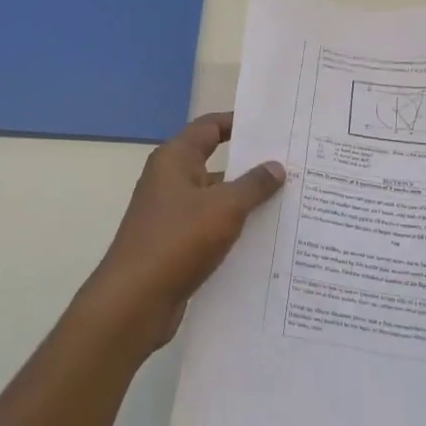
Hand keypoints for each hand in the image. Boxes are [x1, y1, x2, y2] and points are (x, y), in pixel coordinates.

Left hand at [82, 113, 285, 351]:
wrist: (134, 302)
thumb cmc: (177, 241)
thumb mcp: (224, 208)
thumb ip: (253, 185)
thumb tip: (276, 166)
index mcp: (175, 159)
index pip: (210, 127)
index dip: (239, 123)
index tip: (272, 127)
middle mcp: (170, 180)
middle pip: (215, 163)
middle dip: (250, 167)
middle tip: (291, 167)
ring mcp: (170, 214)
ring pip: (215, 199)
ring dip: (245, 202)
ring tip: (288, 204)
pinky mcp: (174, 245)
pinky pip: (210, 228)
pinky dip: (233, 230)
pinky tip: (264, 240)